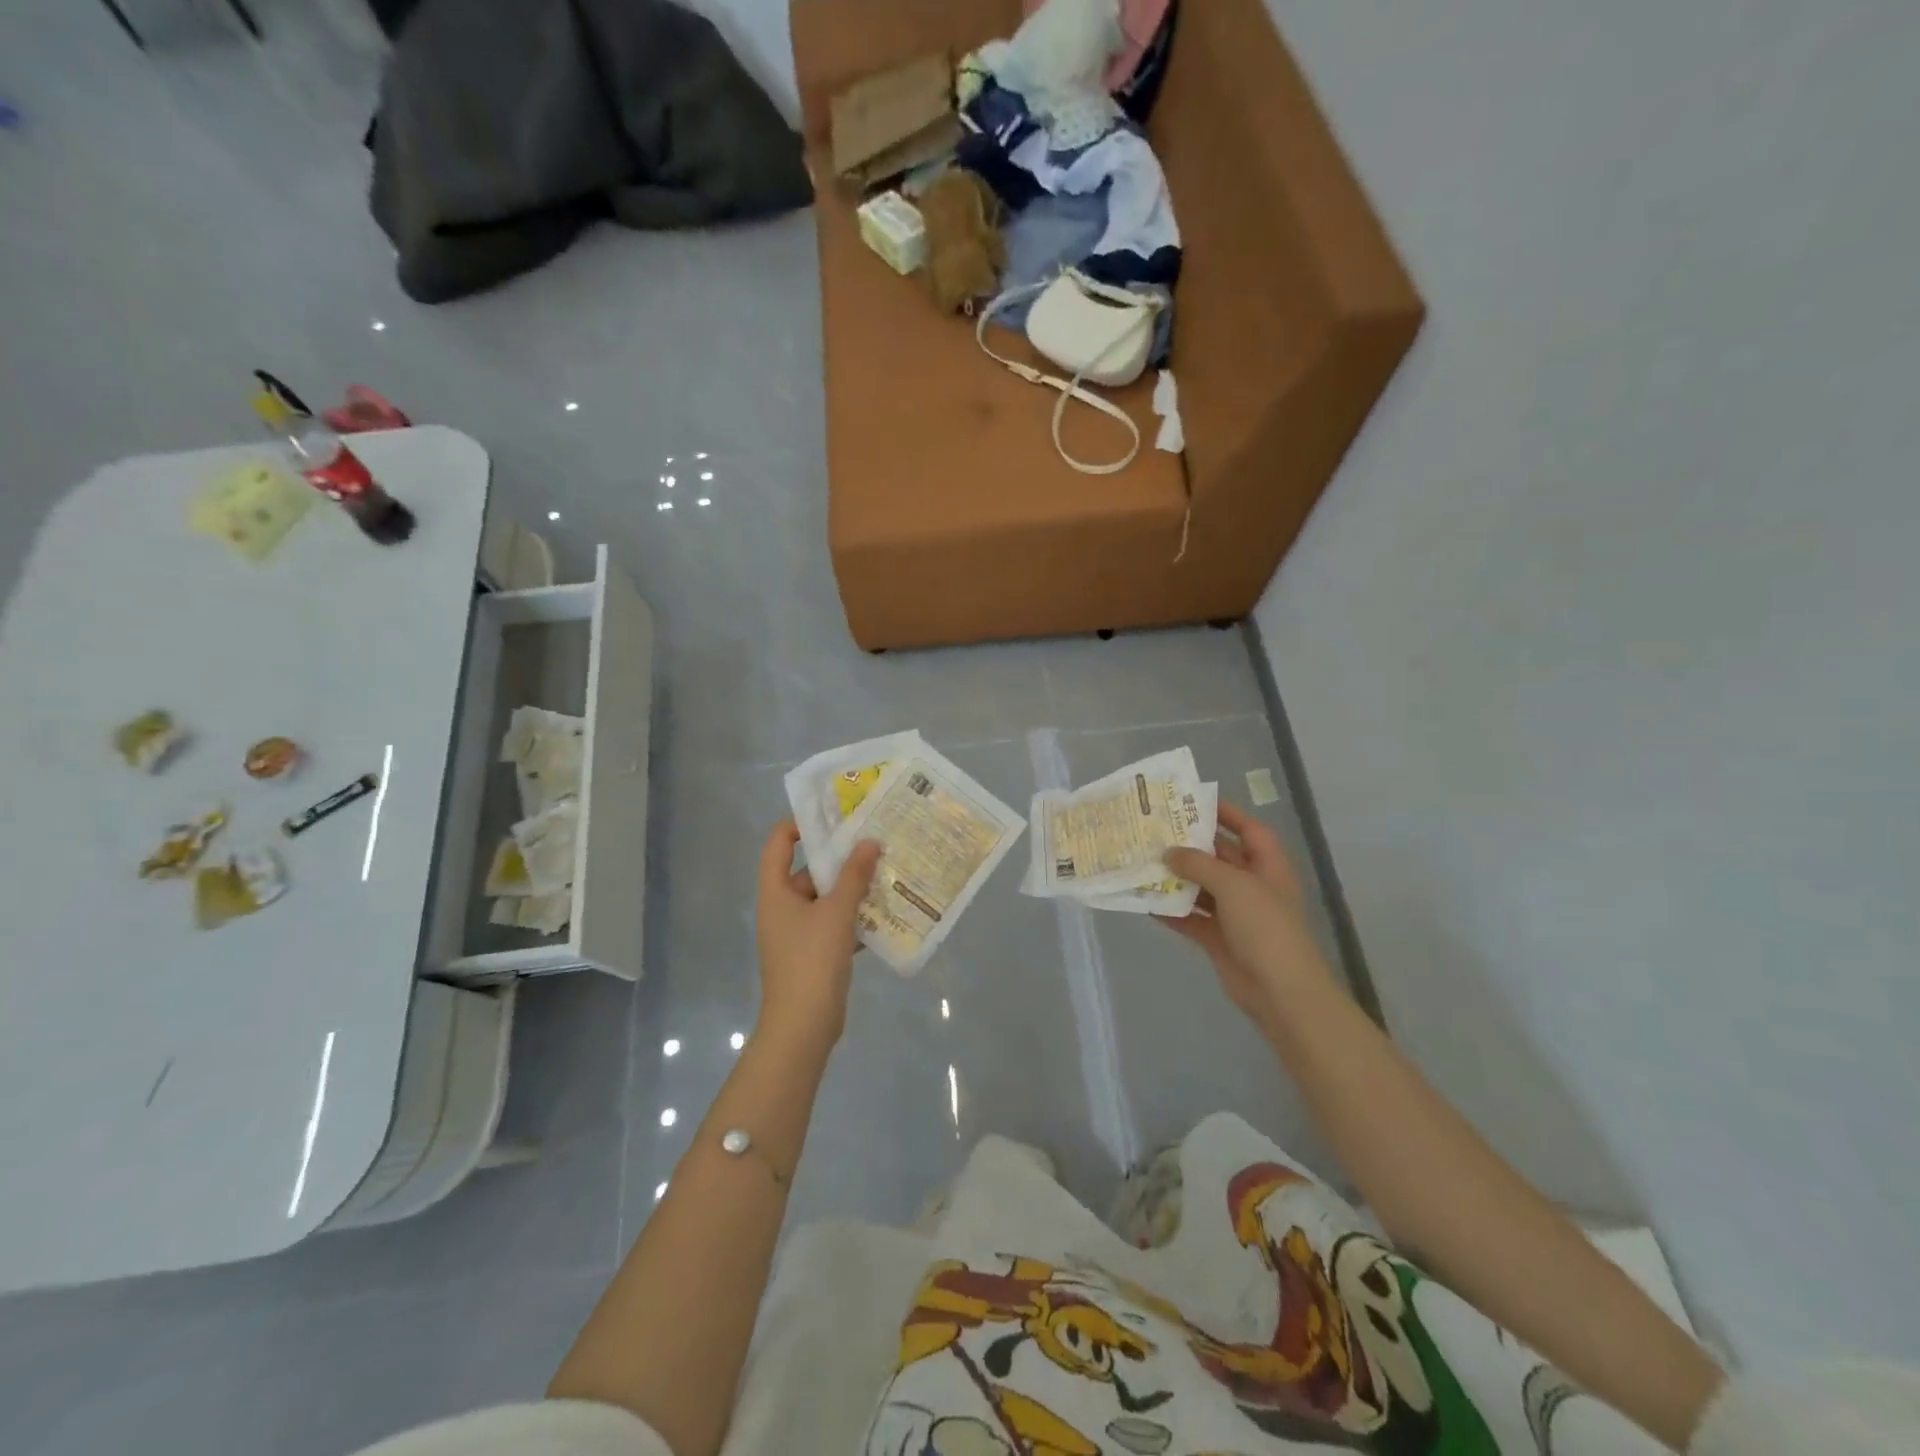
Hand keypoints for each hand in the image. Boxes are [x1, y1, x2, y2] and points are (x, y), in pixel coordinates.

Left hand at [754, 822, 881, 1052]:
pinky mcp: (813, 954)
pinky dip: (855, 919)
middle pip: (808, 871)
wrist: (803, 1027)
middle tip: (874, 843)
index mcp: (775, 892)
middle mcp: (782, 908)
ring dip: (853, 890)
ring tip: (886, 874)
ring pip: (826, 900)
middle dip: (841, 860)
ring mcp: (797, 933)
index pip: (778, 844)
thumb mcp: (836, 912)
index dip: (800, 825)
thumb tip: (869, 842)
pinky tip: (885, 914)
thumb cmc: (812, 960)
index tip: (834, 818)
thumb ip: (854, 875)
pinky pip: (834, 925)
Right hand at [1158, 802, 1331, 1034]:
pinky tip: (1144, 901)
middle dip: (1190, 844)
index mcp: (1267, 866)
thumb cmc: (1265, 927)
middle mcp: (1252, 885)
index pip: (1248, 829)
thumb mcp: (1234, 885)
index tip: (1193, 801)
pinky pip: (1191, 917)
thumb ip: (1198, 864)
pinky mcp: (1219, 938)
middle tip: (1155, 829)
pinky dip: (1171, 910)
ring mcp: (1235, 914)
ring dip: (1176, 877)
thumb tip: (1169, 853)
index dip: (1226, 813)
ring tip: (1142, 860)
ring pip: (1201, 887)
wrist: (1280, 991)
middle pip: (1219, 856)